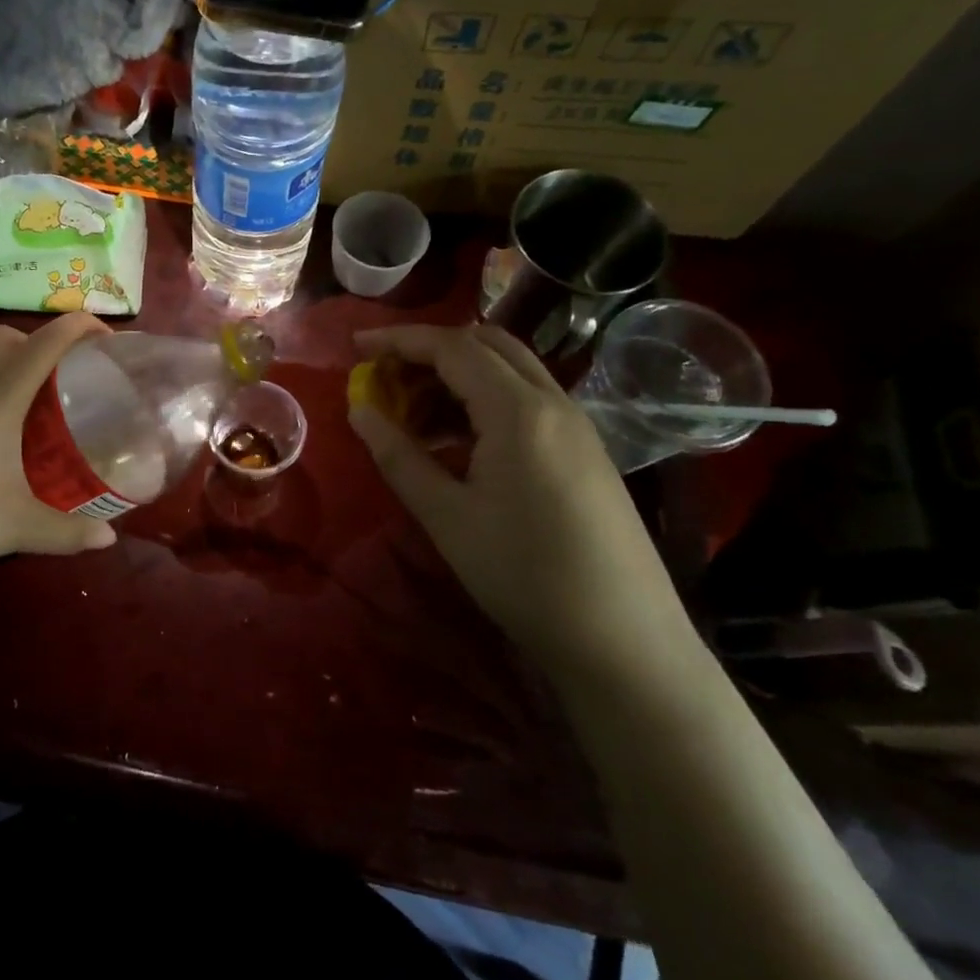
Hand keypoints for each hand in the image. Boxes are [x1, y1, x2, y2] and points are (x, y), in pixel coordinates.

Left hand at [0, 314, 118, 593]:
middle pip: (7, 336)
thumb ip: (67, 533)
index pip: (48, 340)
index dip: (82, 327)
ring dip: (4, 357)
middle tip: (64, 380)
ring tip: (23, 398)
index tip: (109, 339)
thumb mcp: (14, 528)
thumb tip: (110, 540)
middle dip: (41, 343)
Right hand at [348, 325, 694, 682]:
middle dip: (430, 349)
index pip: (452, 347)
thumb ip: (398, 455)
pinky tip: (459, 439)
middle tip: (386, 376)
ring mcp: (577, 425)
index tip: (356, 345)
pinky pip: (528, 399)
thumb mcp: (446, 516)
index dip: (400, 339)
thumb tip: (359, 410)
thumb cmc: (523, 574)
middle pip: (487, 344)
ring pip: (510, 370)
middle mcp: (554, 402)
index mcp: (519, 411)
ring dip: (458, 374)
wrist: (622, 640)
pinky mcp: (586, 450)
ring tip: (414, 413)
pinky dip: (485, 399)